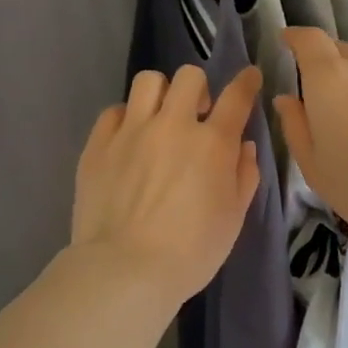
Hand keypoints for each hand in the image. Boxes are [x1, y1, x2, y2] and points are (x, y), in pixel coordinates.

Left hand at [71, 65, 262, 305]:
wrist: (125, 270)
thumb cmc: (191, 251)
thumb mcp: (233, 218)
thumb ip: (244, 175)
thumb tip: (243, 146)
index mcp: (213, 143)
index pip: (237, 97)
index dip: (246, 81)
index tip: (249, 77)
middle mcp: (173, 125)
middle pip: (189, 77)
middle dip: (199, 89)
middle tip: (197, 114)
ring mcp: (131, 131)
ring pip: (148, 82)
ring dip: (161, 94)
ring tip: (159, 118)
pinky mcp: (98, 145)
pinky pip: (113, 111)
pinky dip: (126, 118)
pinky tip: (129, 139)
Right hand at [273, 28, 347, 251]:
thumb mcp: (314, 165)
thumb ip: (295, 126)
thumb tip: (287, 99)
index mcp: (330, 78)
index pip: (309, 38)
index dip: (294, 37)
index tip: (284, 43)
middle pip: (337, 49)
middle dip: (319, 62)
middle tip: (310, 94)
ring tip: (343, 117)